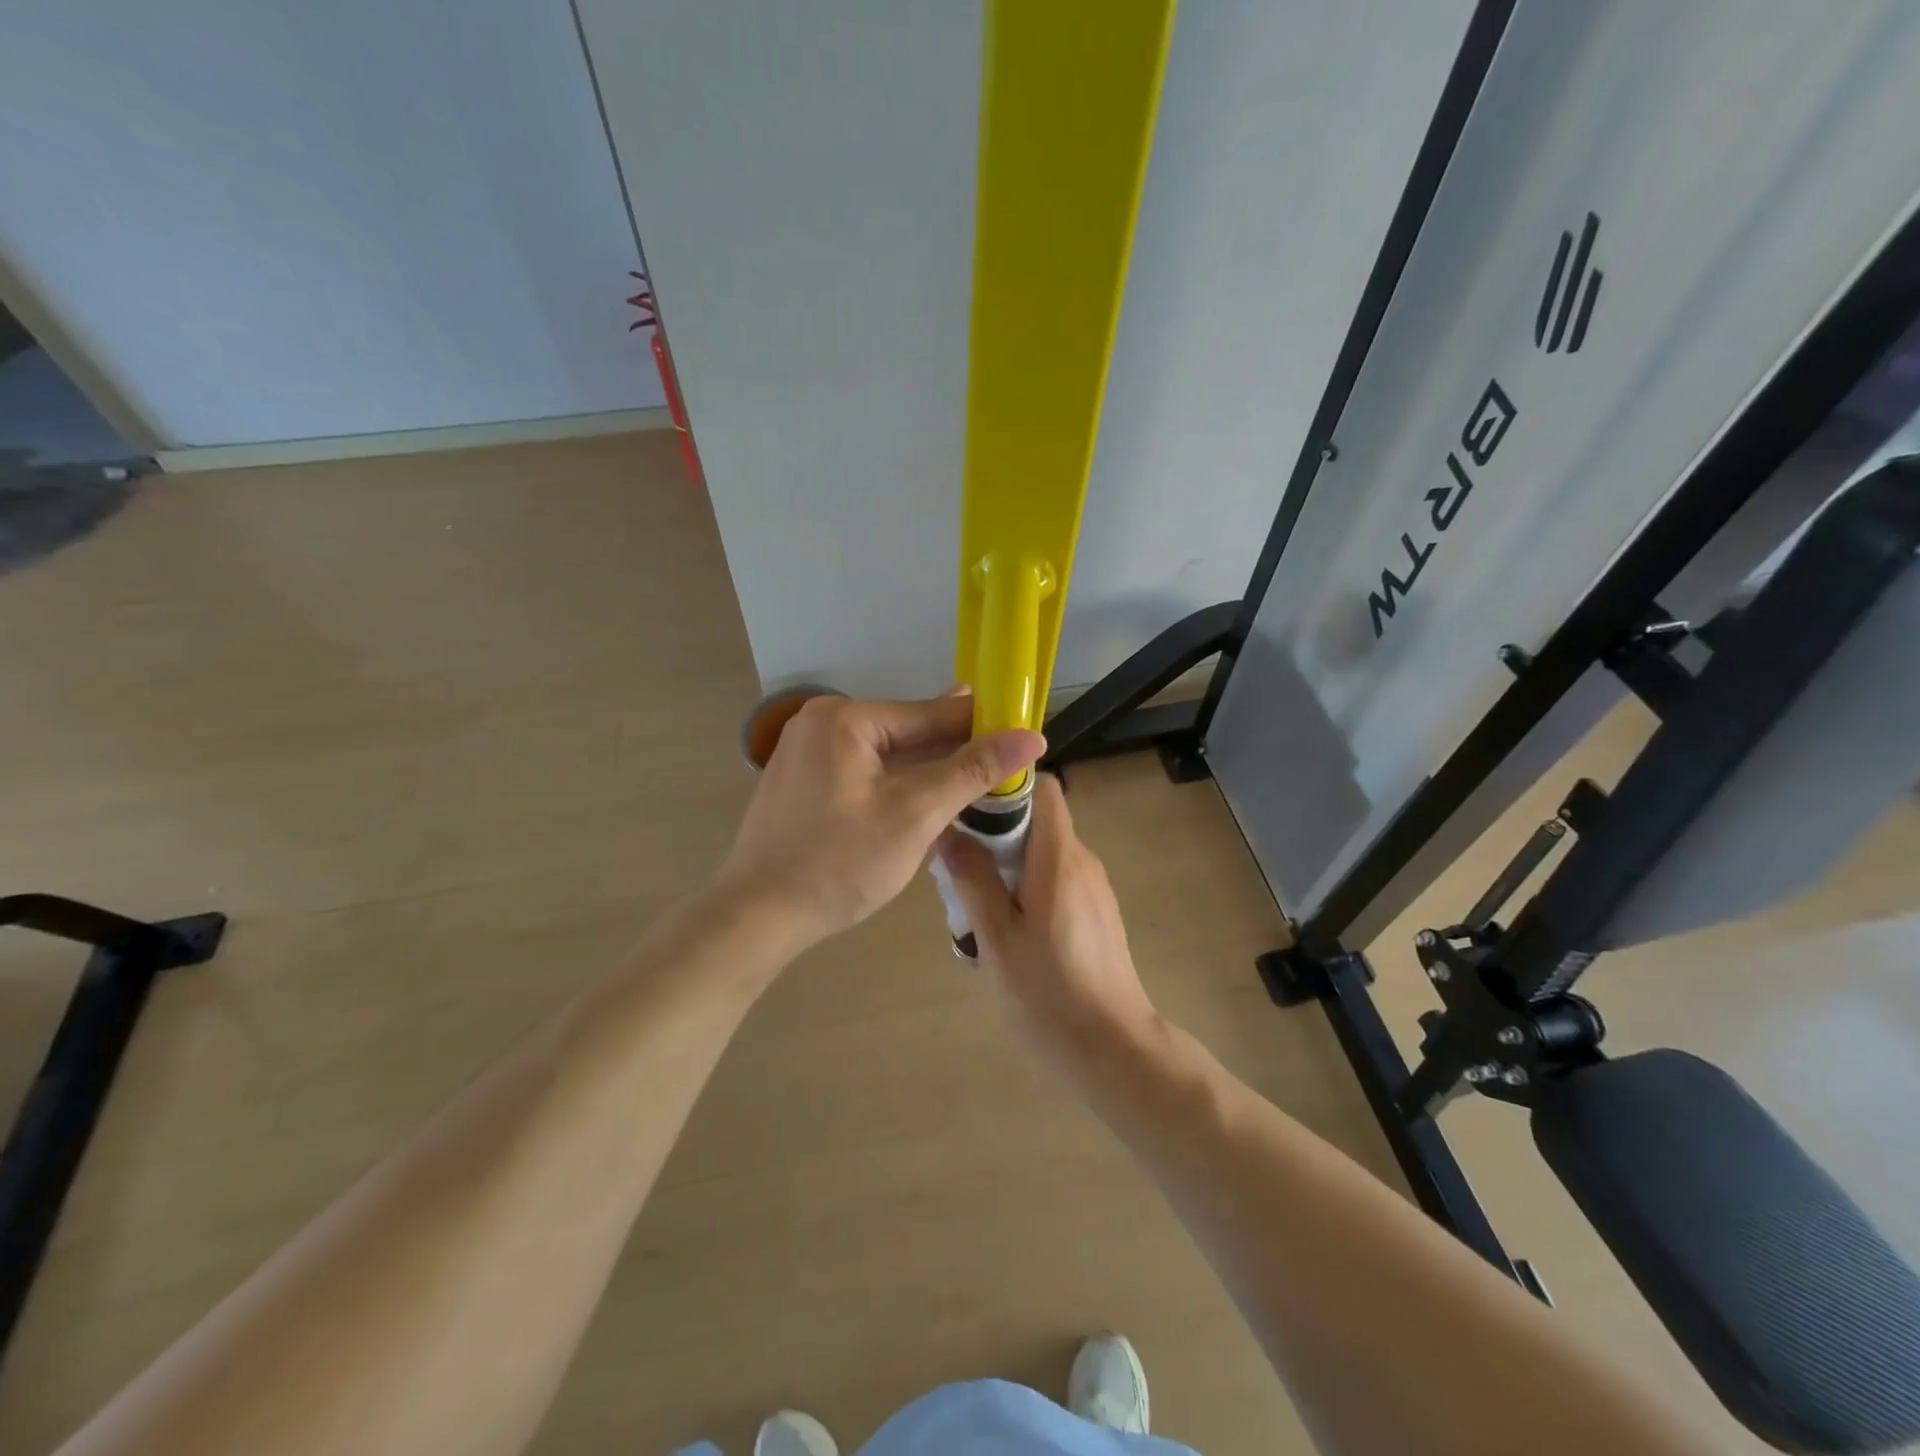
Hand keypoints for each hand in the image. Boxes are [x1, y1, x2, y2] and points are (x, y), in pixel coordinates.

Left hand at [715, 691, 1045, 951]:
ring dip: (926, 772)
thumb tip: (1031, 736)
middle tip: (1004, 773)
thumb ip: (973, 770)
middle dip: (953, 753)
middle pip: (906, 733)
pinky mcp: (801, 781)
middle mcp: (820, 722)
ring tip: (973, 789)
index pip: (930, 715)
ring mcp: (805, 751)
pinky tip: (923, 802)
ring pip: (885, 755)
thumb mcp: (916, 814)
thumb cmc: (840, 863)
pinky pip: (862, 772)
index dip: (983, 727)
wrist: (757, 917)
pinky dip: (895, 785)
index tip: (1025, 739)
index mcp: (845, 718)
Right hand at [936, 774, 1159, 1063]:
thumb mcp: (996, 936)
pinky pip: (1060, 878)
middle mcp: (1084, 862)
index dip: (1009, 787)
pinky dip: (1031, 884)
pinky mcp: (1099, 912)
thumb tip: (949, 830)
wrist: (1112, 1046)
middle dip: (999, 831)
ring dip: (1012, 862)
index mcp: (1060, 858)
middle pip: (1041, 821)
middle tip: (960, 863)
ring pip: (1047, 852)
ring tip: (977, 899)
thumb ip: (973, 879)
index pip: (1044, 790)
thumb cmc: (1047, 990)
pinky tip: (1010, 926)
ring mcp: (1096, 888)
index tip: (971, 806)